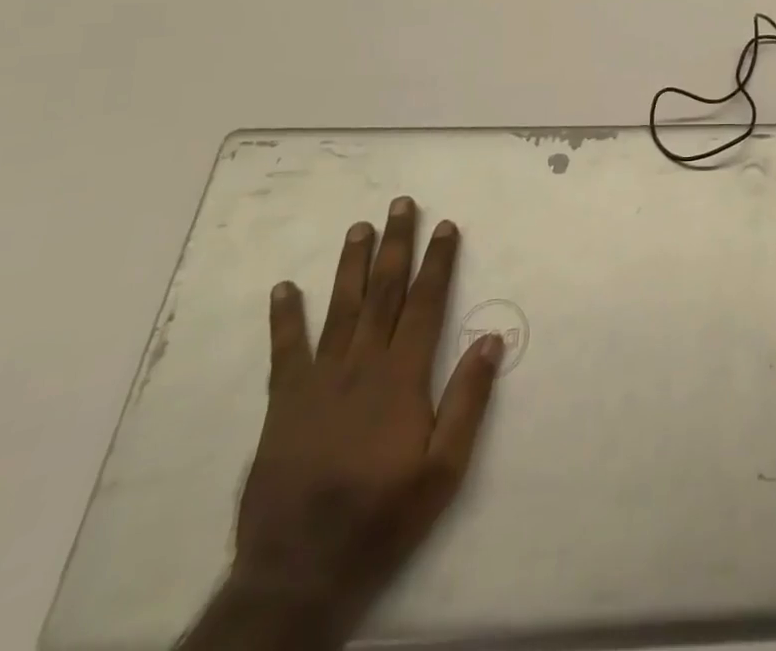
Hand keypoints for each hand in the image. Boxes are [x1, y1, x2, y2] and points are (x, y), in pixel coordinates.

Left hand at [212, 198, 503, 643]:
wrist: (299, 571)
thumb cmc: (383, 516)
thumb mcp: (444, 470)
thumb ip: (468, 400)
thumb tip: (492, 338)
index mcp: (401, 377)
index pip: (426, 304)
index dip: (438, 262)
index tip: (446, 226)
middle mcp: (361, 365)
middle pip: (383, 292)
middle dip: (395, 245)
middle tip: (400, 204)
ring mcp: (318, 381)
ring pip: (339, 308)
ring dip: (350, 265)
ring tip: (358, 227)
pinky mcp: (284, 403)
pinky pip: (285, 350)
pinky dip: (285, 316)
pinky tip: (284, 288)